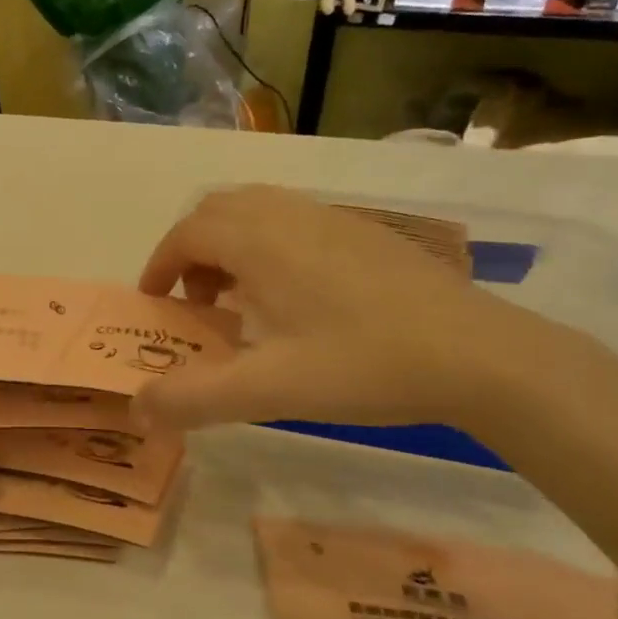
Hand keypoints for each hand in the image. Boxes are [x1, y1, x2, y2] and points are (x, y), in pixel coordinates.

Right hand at [135, 186, 545, 429]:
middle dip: (191, 251)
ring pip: (256, 210)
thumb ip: (195, 398)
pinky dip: (267, 245)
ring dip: (229, 246)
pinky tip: (294, 297)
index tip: (154, 301)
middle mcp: (289, 216)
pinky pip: (292, 220)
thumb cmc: (365, 364)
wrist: (480, 354)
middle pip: (217, 211)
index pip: (188, 233)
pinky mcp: (364, 232)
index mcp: (259, 242)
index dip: (160, 263)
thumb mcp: (269, 390)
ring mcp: (331, 218)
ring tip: (240, 300)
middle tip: (196, 303)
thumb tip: (138, 408)